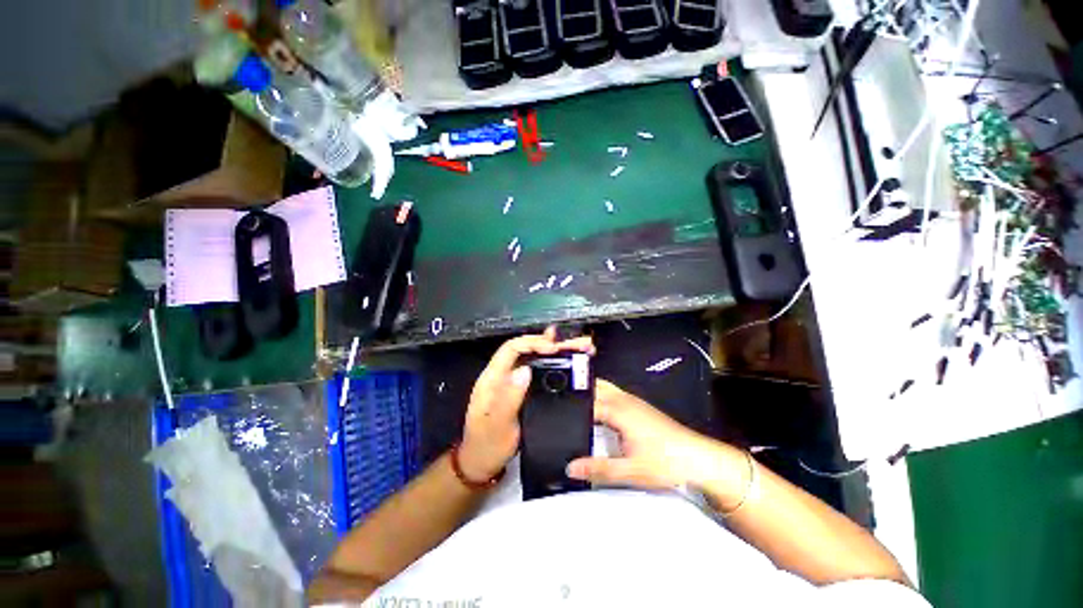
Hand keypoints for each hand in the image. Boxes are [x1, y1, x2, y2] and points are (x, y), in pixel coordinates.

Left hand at [459, 327, 594, 482]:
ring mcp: (513, 382)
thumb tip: (526, 370)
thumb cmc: (487, 445)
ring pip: (535, 359)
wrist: (482, 463)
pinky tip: (569, 363)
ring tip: (579, 348)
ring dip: (556, 352)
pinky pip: (539, 372)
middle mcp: (504, 374)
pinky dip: (555, 365)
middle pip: (527, 350)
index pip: (512, 348)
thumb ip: (509, 397)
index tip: (554, 349)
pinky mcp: (522, 390)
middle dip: (551, 343)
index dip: (533, 343)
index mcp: (493, 378)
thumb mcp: (497, 425)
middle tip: (576, 343)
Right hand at [567, 380, 731, 489]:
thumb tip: (570, 468)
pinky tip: (596, 409)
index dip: (569, 407)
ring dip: (589, 390)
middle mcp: (623, 399)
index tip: (553, 413)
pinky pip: (612, 392)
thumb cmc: (666, 463)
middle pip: (593, 386)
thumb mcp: (631, 471)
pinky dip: (600, 394)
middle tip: (558, 403)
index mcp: (618, 410)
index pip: (586, 403)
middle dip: (576, 391)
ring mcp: (632, 400)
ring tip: (572, 403)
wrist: (699, 458)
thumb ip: (598, 469)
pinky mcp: (638, 405)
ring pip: (603, 386)